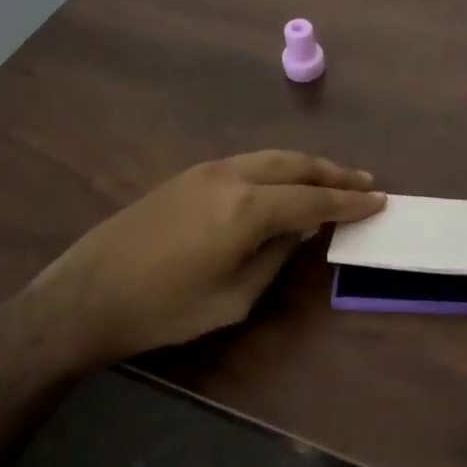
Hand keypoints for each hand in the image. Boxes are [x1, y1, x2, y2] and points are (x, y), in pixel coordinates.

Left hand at [35, 151, 384, 363]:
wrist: (85, 296)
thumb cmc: (163, 309)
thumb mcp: (233, 298)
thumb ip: (274, 257)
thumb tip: (297, 231)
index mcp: (248, 208)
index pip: (313, 200)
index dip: (349, 202)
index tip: (380, 200)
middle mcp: (232, 176)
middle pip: (295, 165)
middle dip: (333, 173)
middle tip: (365, 181)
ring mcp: (206, 171)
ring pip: (270, 157)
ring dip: (305, 166)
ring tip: (332, 178)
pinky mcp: (186, 176)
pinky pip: (247, 163)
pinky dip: (277, 168)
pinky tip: (283, 183)